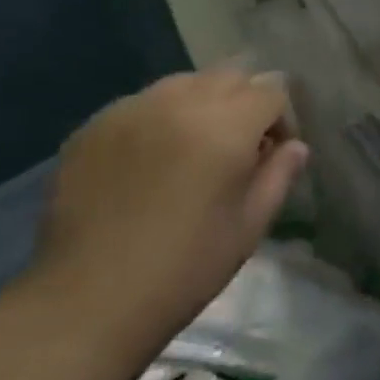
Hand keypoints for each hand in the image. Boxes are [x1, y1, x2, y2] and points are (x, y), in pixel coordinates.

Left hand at [26, 66, 307, 368]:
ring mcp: (132, 109)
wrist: (85, 303)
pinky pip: (141, 104)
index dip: (281, 120)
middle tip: (237, 149)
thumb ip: (279, 176)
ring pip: (184, 83)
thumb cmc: (183, 270)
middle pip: (230, 75)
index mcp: (226, 125)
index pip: (272, 91)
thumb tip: (294, 146)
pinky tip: (148, 162)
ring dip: (201, 104)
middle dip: (244, 103)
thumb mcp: (248, 227)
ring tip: (192, 149)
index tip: (272, 154)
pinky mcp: (93, 126)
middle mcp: (180, 102)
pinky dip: (158, 119)